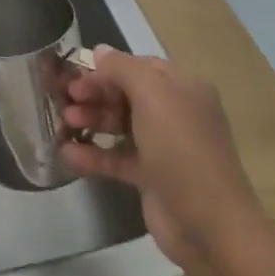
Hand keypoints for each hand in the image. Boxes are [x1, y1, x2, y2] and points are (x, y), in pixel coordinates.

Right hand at [60, 47, 268, 264]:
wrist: (209, 224)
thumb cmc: (181, 148)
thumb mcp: (152, 96)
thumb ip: (122, 69)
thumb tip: (100, 51)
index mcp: (183, 89)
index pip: (139, 67)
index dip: (106, 69)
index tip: (76, 77)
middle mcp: (176, 114)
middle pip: (127, 94)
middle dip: (95, 94)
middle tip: (66, 101)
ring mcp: (164, 147)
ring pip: (120, 124)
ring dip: (92, 120)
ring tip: (65, 123)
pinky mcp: (151, 177)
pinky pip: (117, 157)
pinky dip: (93, 154)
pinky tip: (68, 153)